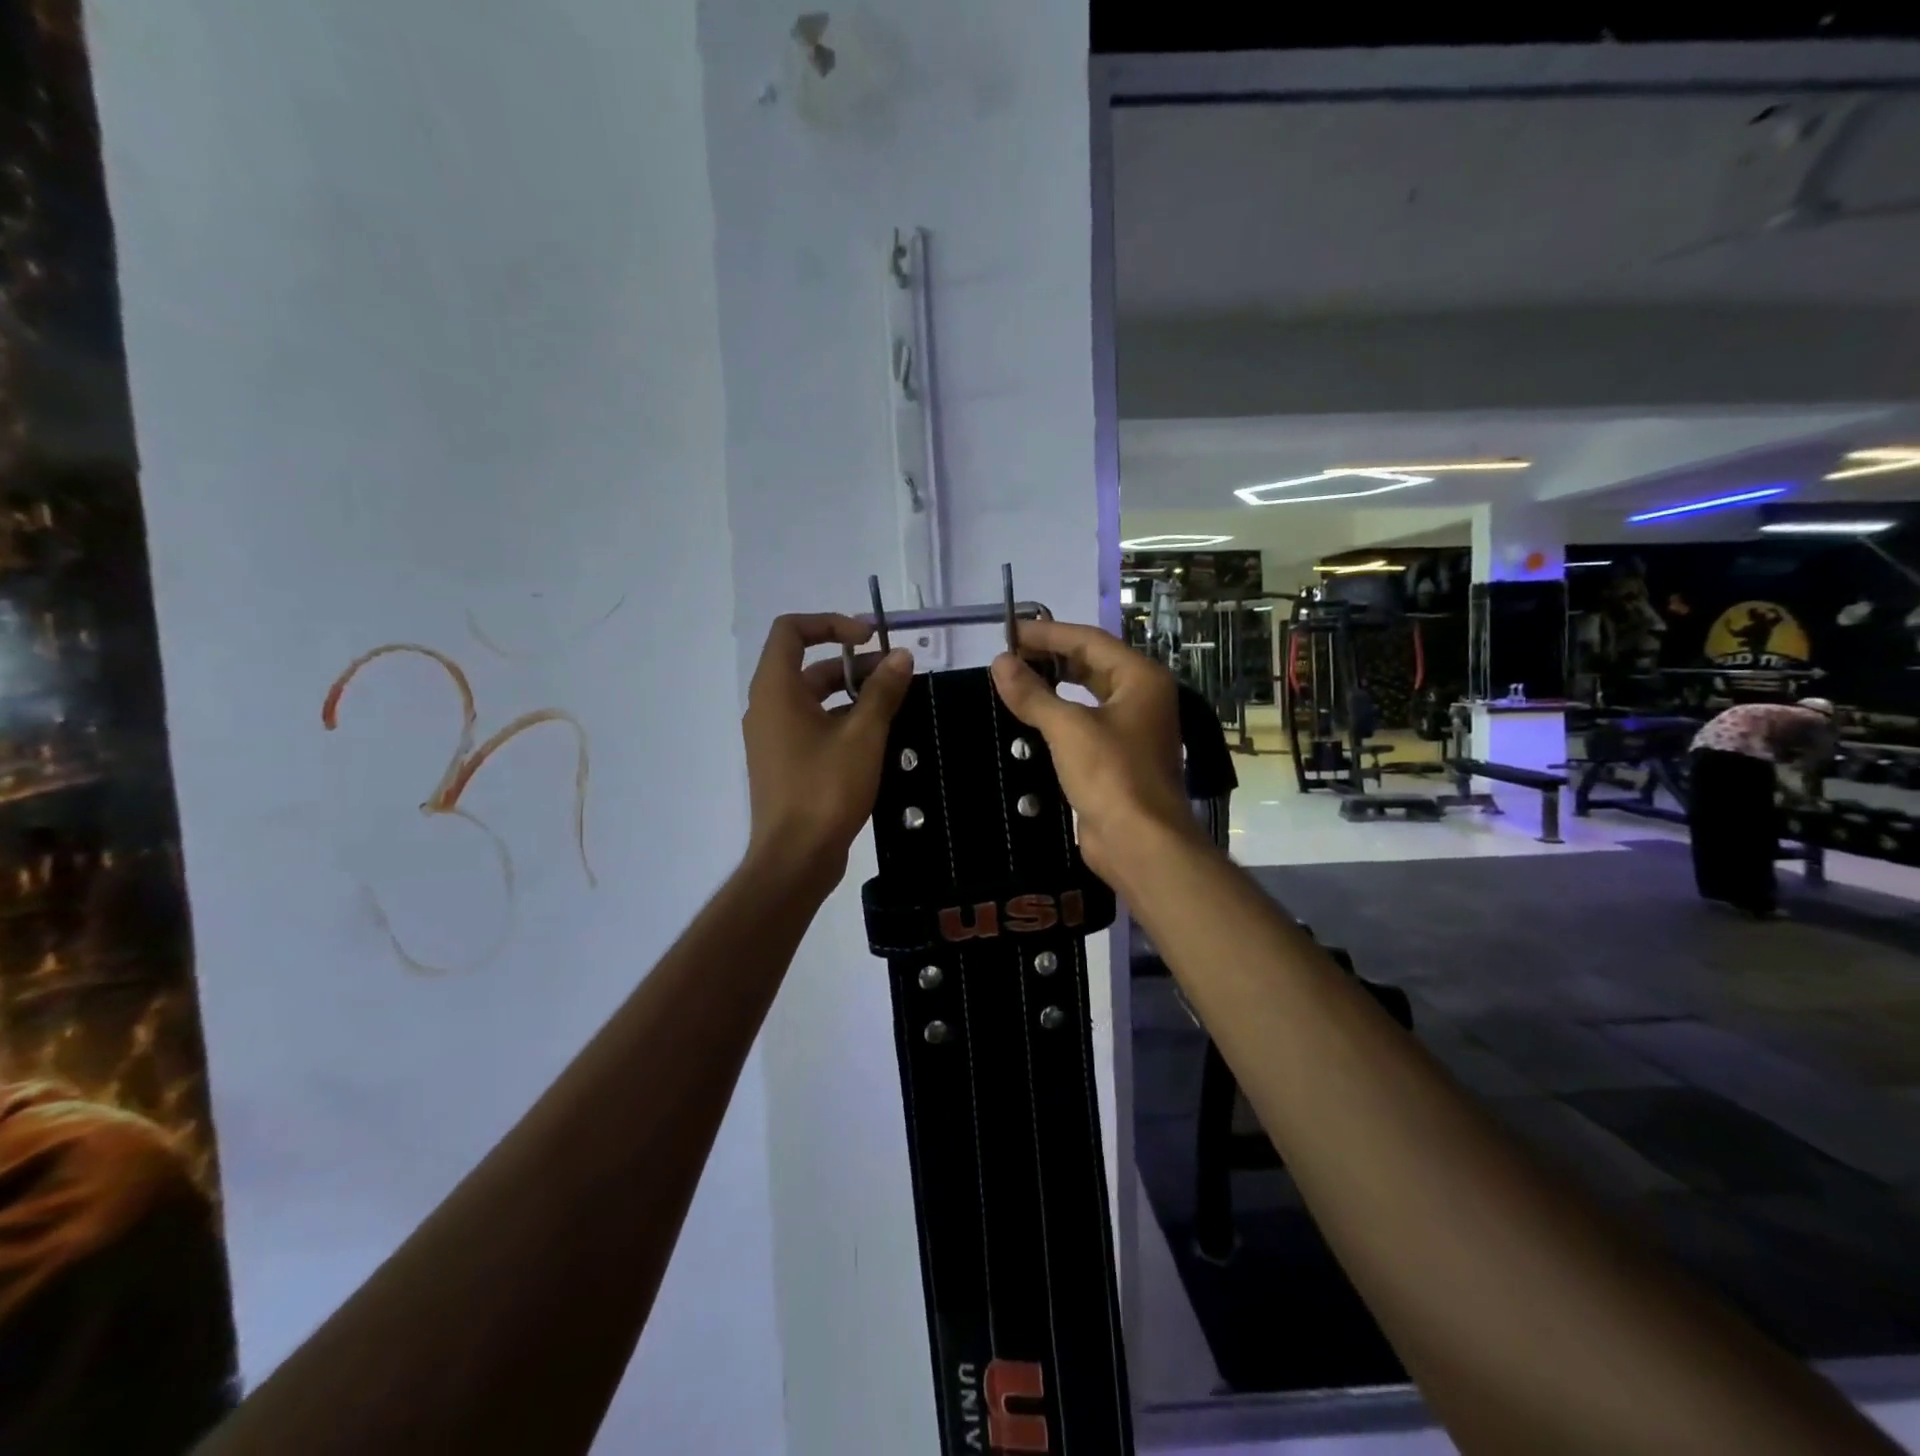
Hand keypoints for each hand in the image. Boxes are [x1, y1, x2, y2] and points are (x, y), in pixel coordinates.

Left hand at [742, 614, 912, 886]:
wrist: (795, 858)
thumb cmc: (825, 789)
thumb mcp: (863, 735)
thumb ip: (882, 691)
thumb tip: (902, 657)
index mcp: (776, 690)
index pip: (792, 630)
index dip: (831, 623)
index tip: (870, 638)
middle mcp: (768, 707)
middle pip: (809, 665)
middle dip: (854, 664)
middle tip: (898, 676)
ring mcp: (774, 737)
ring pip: (815, 698)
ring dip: (853, 694)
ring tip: (897, 705)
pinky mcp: (785, 762)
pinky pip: (814, 725)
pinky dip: (843, 720)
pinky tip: (879, 736)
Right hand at [988, 619, 1198, 882]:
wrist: (1140, 843)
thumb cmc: (1111, 775)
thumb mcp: (1068, 728)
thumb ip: (1033, 693)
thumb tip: (1000, 663)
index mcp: (1140, 678)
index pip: (1089, 640)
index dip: (1047, 634)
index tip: (1008, 633)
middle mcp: (1141, 697)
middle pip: (1090, 664)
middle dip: (1049, 659)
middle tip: (1007, 659)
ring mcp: (1131, 729)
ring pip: (1086, 695)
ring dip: (1052, 688)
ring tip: (1012, 684)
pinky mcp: (1117, 758)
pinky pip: (1083, 725)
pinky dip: (1057, 717)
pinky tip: (1028, 720)